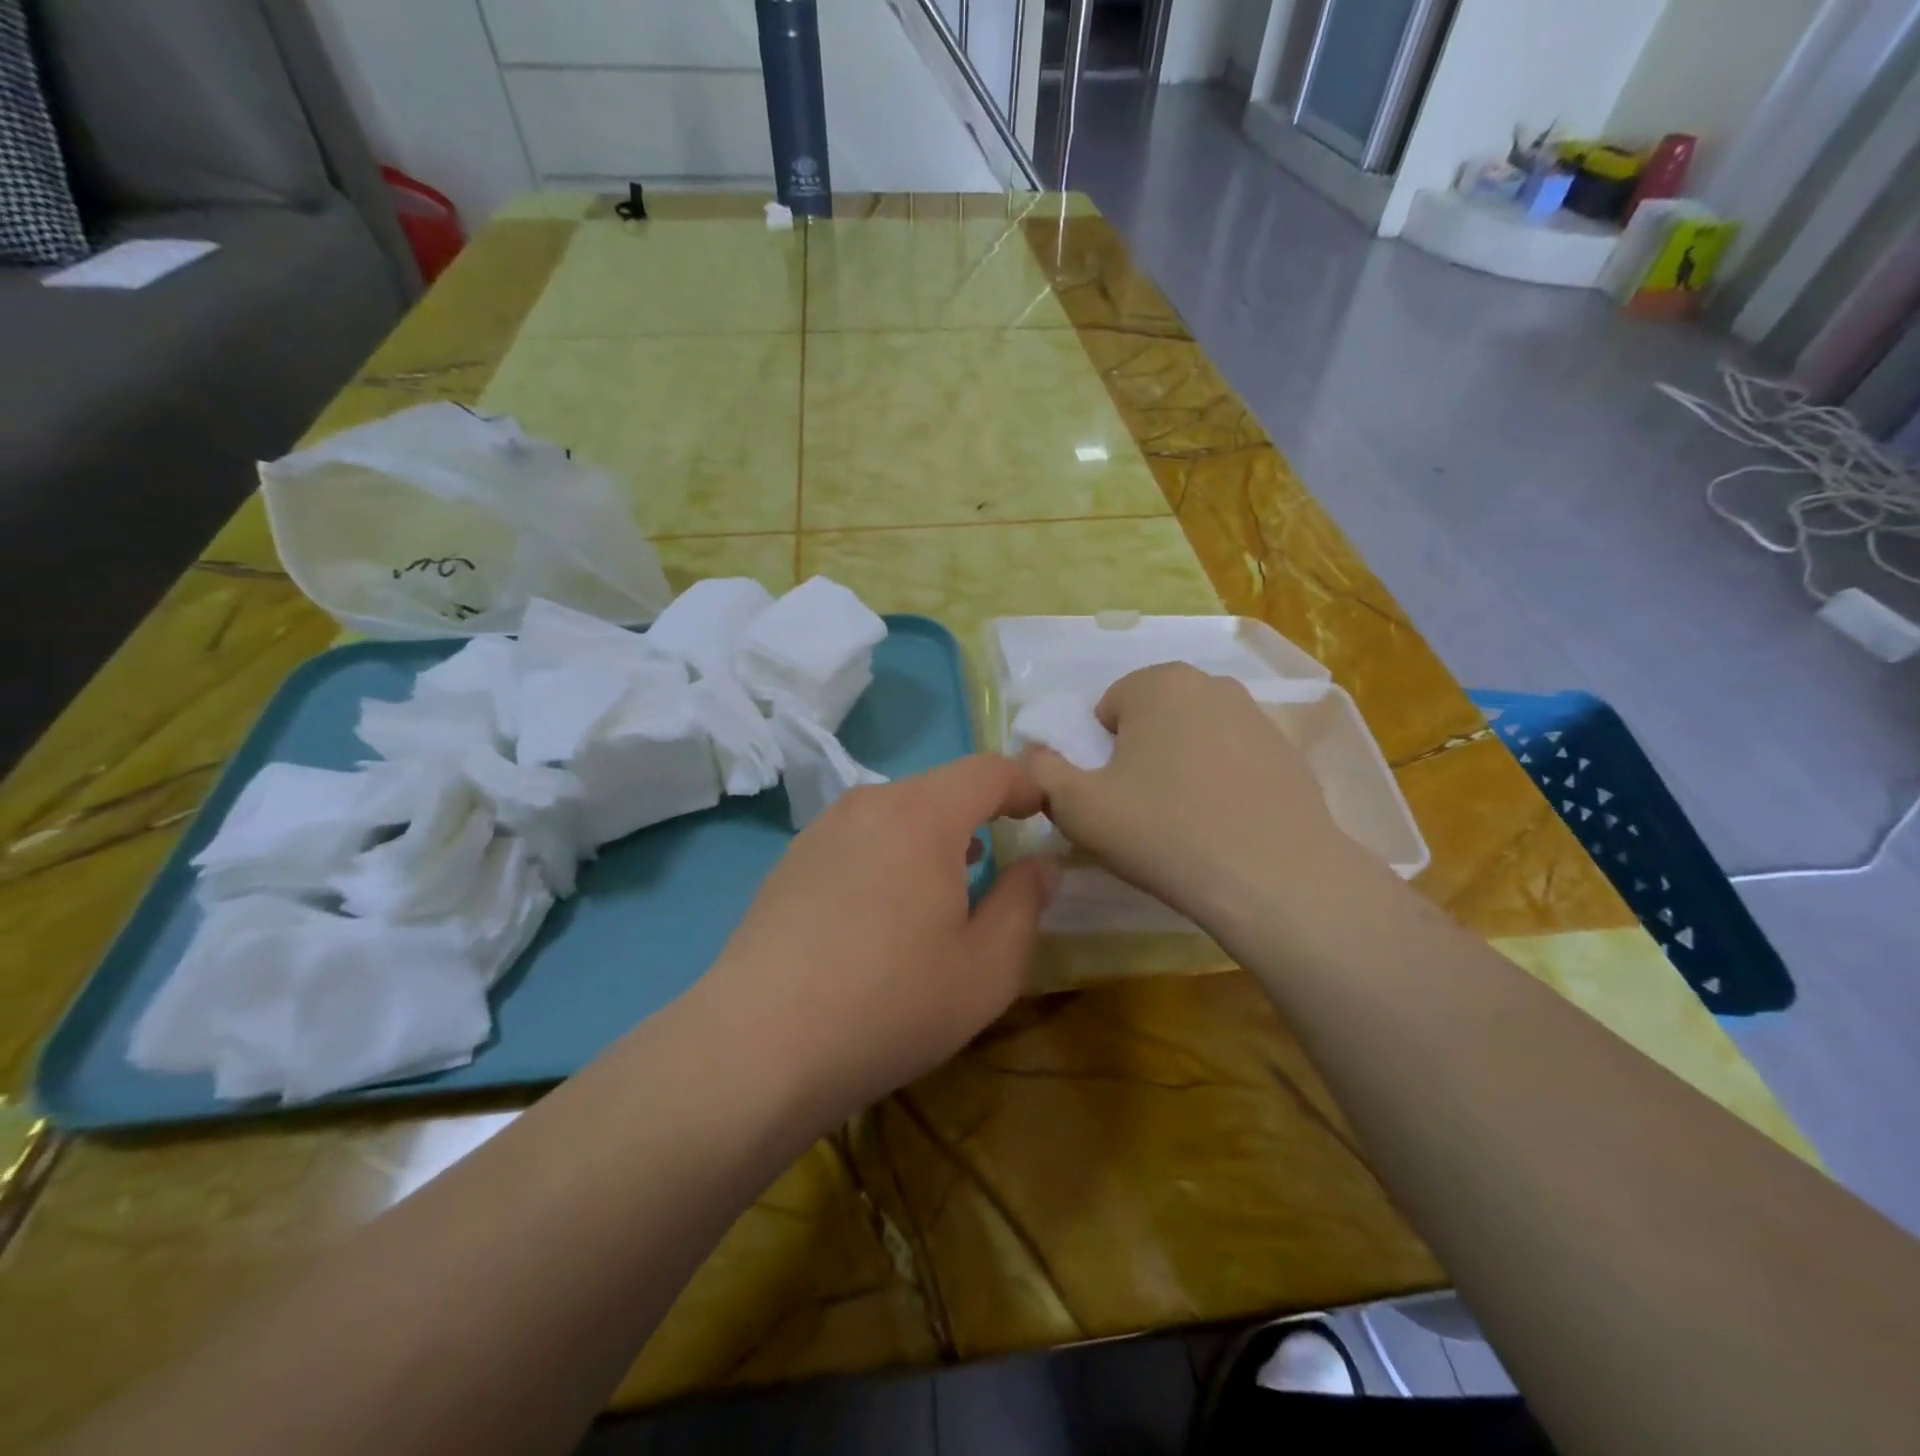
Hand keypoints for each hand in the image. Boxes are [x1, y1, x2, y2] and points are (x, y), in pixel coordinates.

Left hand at [701, 755, 1058, 1122]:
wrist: (757, 1046)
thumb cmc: (891, 1004)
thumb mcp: (987, 968)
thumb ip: (1025, 903)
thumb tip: (1041, 865)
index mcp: (923, 815)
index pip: (987, 770)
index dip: (1024, 786)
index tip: (1042, 815)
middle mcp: (869, 805)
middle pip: (939, 789)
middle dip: (977, 817)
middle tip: (996, 866)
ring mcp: (821, 831)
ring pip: (895, 814)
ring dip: (930, 839)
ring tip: (944, 890)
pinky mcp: (790, 862)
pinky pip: (858, 840)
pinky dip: (888, 857)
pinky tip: (881, 915)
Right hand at [1022, 664, 1346, 932]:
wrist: (1274, 880)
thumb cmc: (1164, 832)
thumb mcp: (1078, 807)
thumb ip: (1041, 772)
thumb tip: (1031, 755)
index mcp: (1158, 683)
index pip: (1107, 708)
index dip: (1099, 754)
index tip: (1111, 796)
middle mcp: (1212, 684)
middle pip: (1153, 718)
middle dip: (1140, 754)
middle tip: (1142, 809)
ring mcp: (1258, 717)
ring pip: (1195, 738)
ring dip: (1181, 767)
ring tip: (1185, 822)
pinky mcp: (1291, 754)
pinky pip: (1235, 761)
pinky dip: (1223, 783)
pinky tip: (1226, 826)